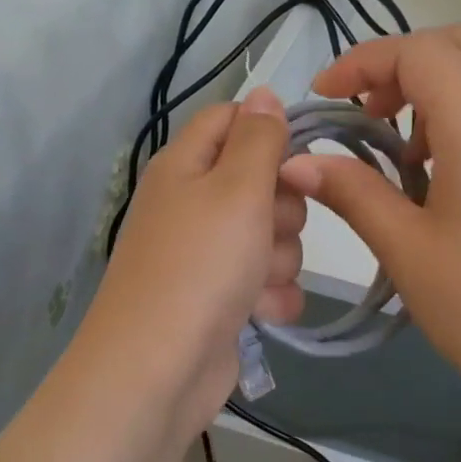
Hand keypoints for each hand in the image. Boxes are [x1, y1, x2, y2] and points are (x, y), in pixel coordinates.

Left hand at [75, 88, 305, 447]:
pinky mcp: (222, 299)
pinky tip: (262, 313)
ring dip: (279, 258)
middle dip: (283, 208)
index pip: (232, 119)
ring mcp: (206, 255)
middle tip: (269, 227)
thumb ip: (258, 138)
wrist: (160, 369)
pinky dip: (271, 296)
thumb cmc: (201, 265)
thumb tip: (262, 92)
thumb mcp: (237, 188)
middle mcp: (193, 204)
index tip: (300, 156)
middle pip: (262, 181)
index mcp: (186, 165)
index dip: (270, 132)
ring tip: (258, 281)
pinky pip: (266, 281)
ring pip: (272, 235)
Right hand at [277, 25, 460, 421]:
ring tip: (406, 160)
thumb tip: (298, 162)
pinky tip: (448, 186)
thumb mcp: (406, 250)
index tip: (325, 97)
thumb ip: (352, 193)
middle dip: (408, 61)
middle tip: (372, 112)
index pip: (420, 52)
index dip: (364, 61)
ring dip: (440, 92)